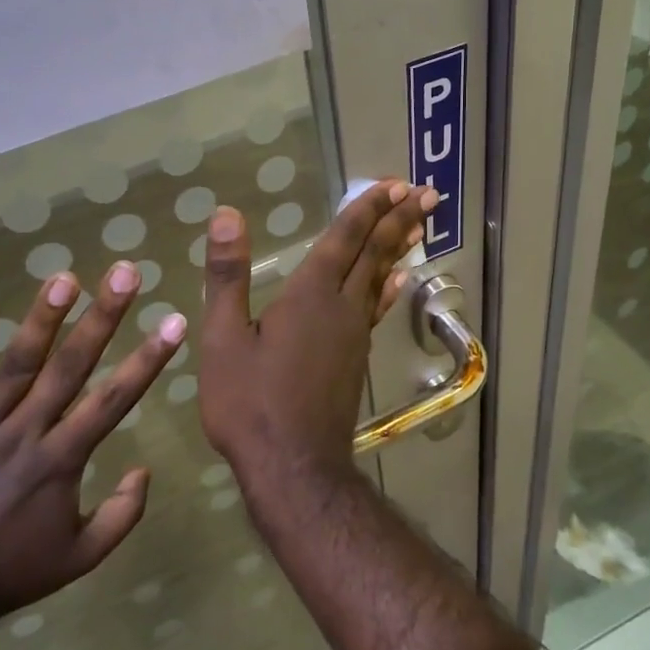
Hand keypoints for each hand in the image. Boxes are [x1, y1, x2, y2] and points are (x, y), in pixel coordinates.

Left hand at [0, 261, 186, 632]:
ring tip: (64, 278)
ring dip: (41, 320)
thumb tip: (144, 470)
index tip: (173, 320)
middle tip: (124, 273)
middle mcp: (24, 435)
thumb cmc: (9, 575)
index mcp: (61, 461)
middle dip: (102, 316)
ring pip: (14, 367)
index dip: (148, 358)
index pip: (114, 399)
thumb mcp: (80, 558)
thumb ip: (121, 515)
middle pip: (69, 366)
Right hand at [197, 179, 434, 500]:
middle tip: (425, 192)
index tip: (394, 184)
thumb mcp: (224, 338)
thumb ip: (227, 276)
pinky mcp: (356, 358)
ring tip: (419, 224)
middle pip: (374, 253)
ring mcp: (354, 334)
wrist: (293, 466)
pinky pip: (378, 309)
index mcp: (309, 295)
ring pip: (382, 279)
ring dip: (399, 247)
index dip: (366, 209)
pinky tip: (400, 280)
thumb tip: (226, 214)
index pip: (343, 240)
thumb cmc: (250, 403)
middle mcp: (341, 307)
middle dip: (397, 219)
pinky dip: (391, 287)